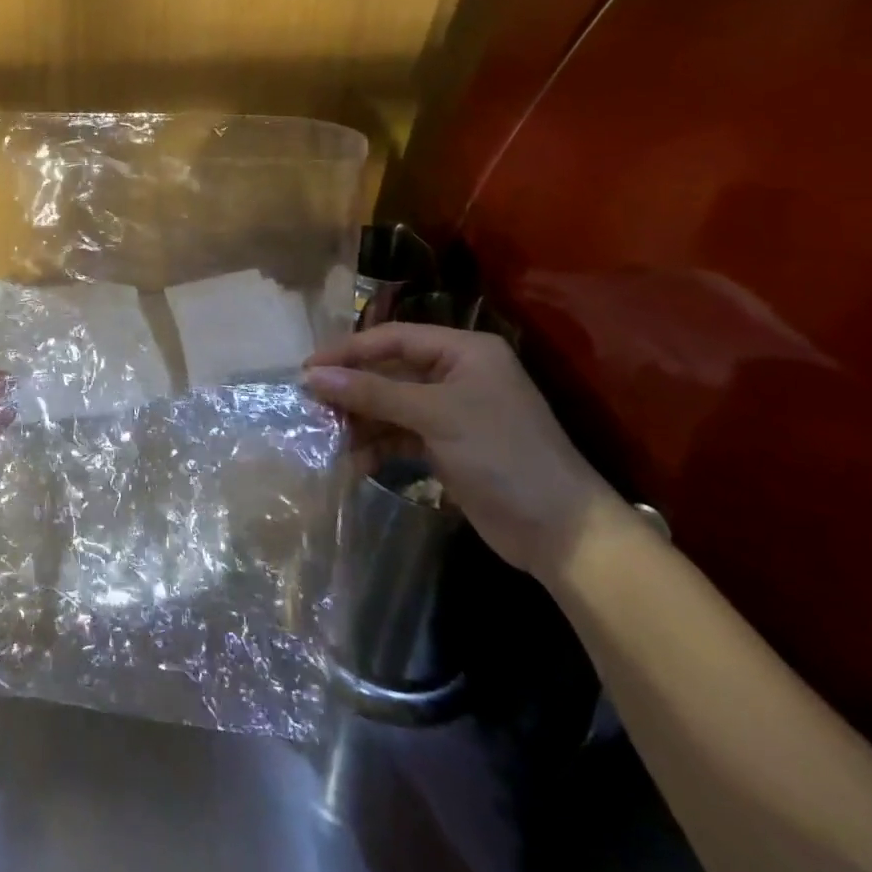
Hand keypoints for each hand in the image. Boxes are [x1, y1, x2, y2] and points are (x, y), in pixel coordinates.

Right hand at [304, 323, 613, 576]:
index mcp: (463, 351)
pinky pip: (401, 435)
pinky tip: (356, 462)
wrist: (563, 534)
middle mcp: (456, 374)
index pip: (392, 338)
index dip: (348, 350)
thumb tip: (311, 376)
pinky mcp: (448, 445)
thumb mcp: (434, 415)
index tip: (307, 369)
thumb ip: (372, 393)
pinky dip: (378, 445)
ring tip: (328, 437)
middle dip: (351, 389)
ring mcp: (452, 411)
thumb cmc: (502, 454)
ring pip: (391, 405)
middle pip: (388, 371)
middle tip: (312, 406)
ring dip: (361, 421)